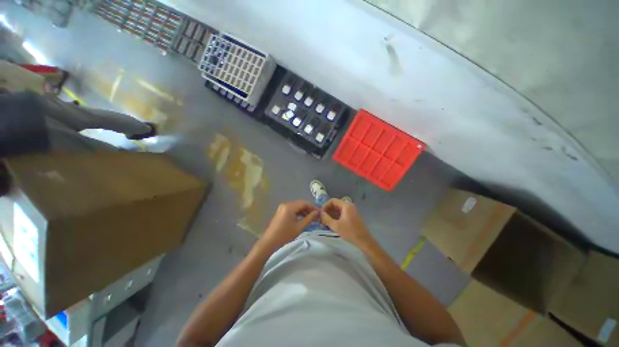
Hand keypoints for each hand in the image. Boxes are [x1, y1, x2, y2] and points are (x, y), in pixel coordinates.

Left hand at [258, 200, 318, 252]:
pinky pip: (292, 209)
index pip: (304, 203)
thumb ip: (309, 218)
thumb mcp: (299, 227)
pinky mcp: (281, 211)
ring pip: (296, 206)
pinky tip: (303, 218)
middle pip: (300, 203)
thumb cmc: (285, 235)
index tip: (319, 213)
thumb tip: (317, 212)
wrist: (269, 242)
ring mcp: (282, 207)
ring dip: (304, 211)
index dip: (313, 207)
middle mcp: (286, 204)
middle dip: (309, 209)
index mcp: (290, 207)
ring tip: (311, 218)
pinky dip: (298, 213)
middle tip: (316, 216)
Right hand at [320, 198, 375, 249]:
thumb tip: (319, 213)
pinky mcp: (352, 216)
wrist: (364, 241)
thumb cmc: (350, 232)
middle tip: (321, 219)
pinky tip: (331, 224)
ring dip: (331, 215)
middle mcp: (349, 206)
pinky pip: (341, 214)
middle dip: (327, 211)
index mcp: (346, 205)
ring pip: (338, 210)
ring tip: (325, 223)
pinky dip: (336, 217)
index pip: (332, 201)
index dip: (325, 206)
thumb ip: (326, 218)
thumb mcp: (336, 226)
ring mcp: (351, 211)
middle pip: (335, 205)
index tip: (321, 214)